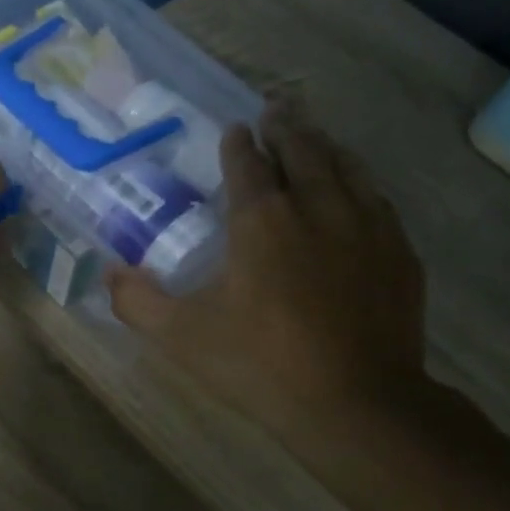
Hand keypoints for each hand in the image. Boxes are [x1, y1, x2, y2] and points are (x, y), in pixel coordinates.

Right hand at [105, 101, 427, 444]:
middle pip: (302, 150)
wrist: (356, 402)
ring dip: (326, 145)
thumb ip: (138, 302)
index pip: (248, 164)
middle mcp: (317, 207)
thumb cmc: (261, 364)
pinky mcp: (399, 253)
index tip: (236, 129)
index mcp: (262, 220)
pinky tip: (359, 190)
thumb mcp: (183, 337)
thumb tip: (110, 274)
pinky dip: (361, 182)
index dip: (239, 144)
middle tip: (277, 108)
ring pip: (346, 166)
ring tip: (316, 135)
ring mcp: (367, 226)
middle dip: (286, 126)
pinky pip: (378, 199)